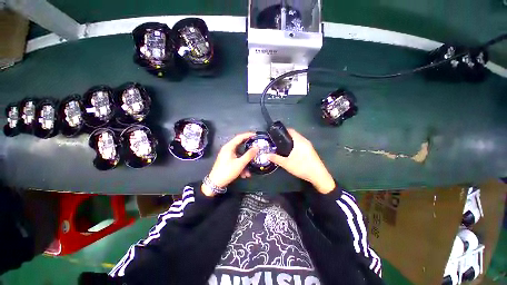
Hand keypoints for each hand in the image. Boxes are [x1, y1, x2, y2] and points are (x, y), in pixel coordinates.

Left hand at [204, 132, 258, 195]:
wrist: (216, 183)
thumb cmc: (227, 171)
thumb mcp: (240, 164)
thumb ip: (249, 155)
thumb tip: (256, 147)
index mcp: (229, 147)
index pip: (239, 137)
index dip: (248, 135)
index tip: (256, 135)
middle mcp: (227, 149)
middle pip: (240, 147)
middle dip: (249, 152)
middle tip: (257, 150)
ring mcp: (226, 156)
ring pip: (239, 157)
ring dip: (245, 164)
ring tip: (249, 173)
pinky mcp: (226, 162)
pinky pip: (236, 161)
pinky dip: (241, 167)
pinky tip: (244, 175)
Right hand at [267, 129, 335, 193]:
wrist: (318, 175)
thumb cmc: (302, 167)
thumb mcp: (286, 164)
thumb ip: (276, 158)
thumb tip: (265, 155)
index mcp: (299, 140)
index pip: (290, 130)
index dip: (283, 131)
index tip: (275, 134)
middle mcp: (305, 141)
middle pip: (294, 135)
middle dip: (286, 138)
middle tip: (276, 143)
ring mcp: (309, 146)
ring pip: (298, 141)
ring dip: (291, 143)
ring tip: (282, 148)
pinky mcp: (311, 152)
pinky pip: (302, 145)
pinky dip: (296, 147)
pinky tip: (291, 154)